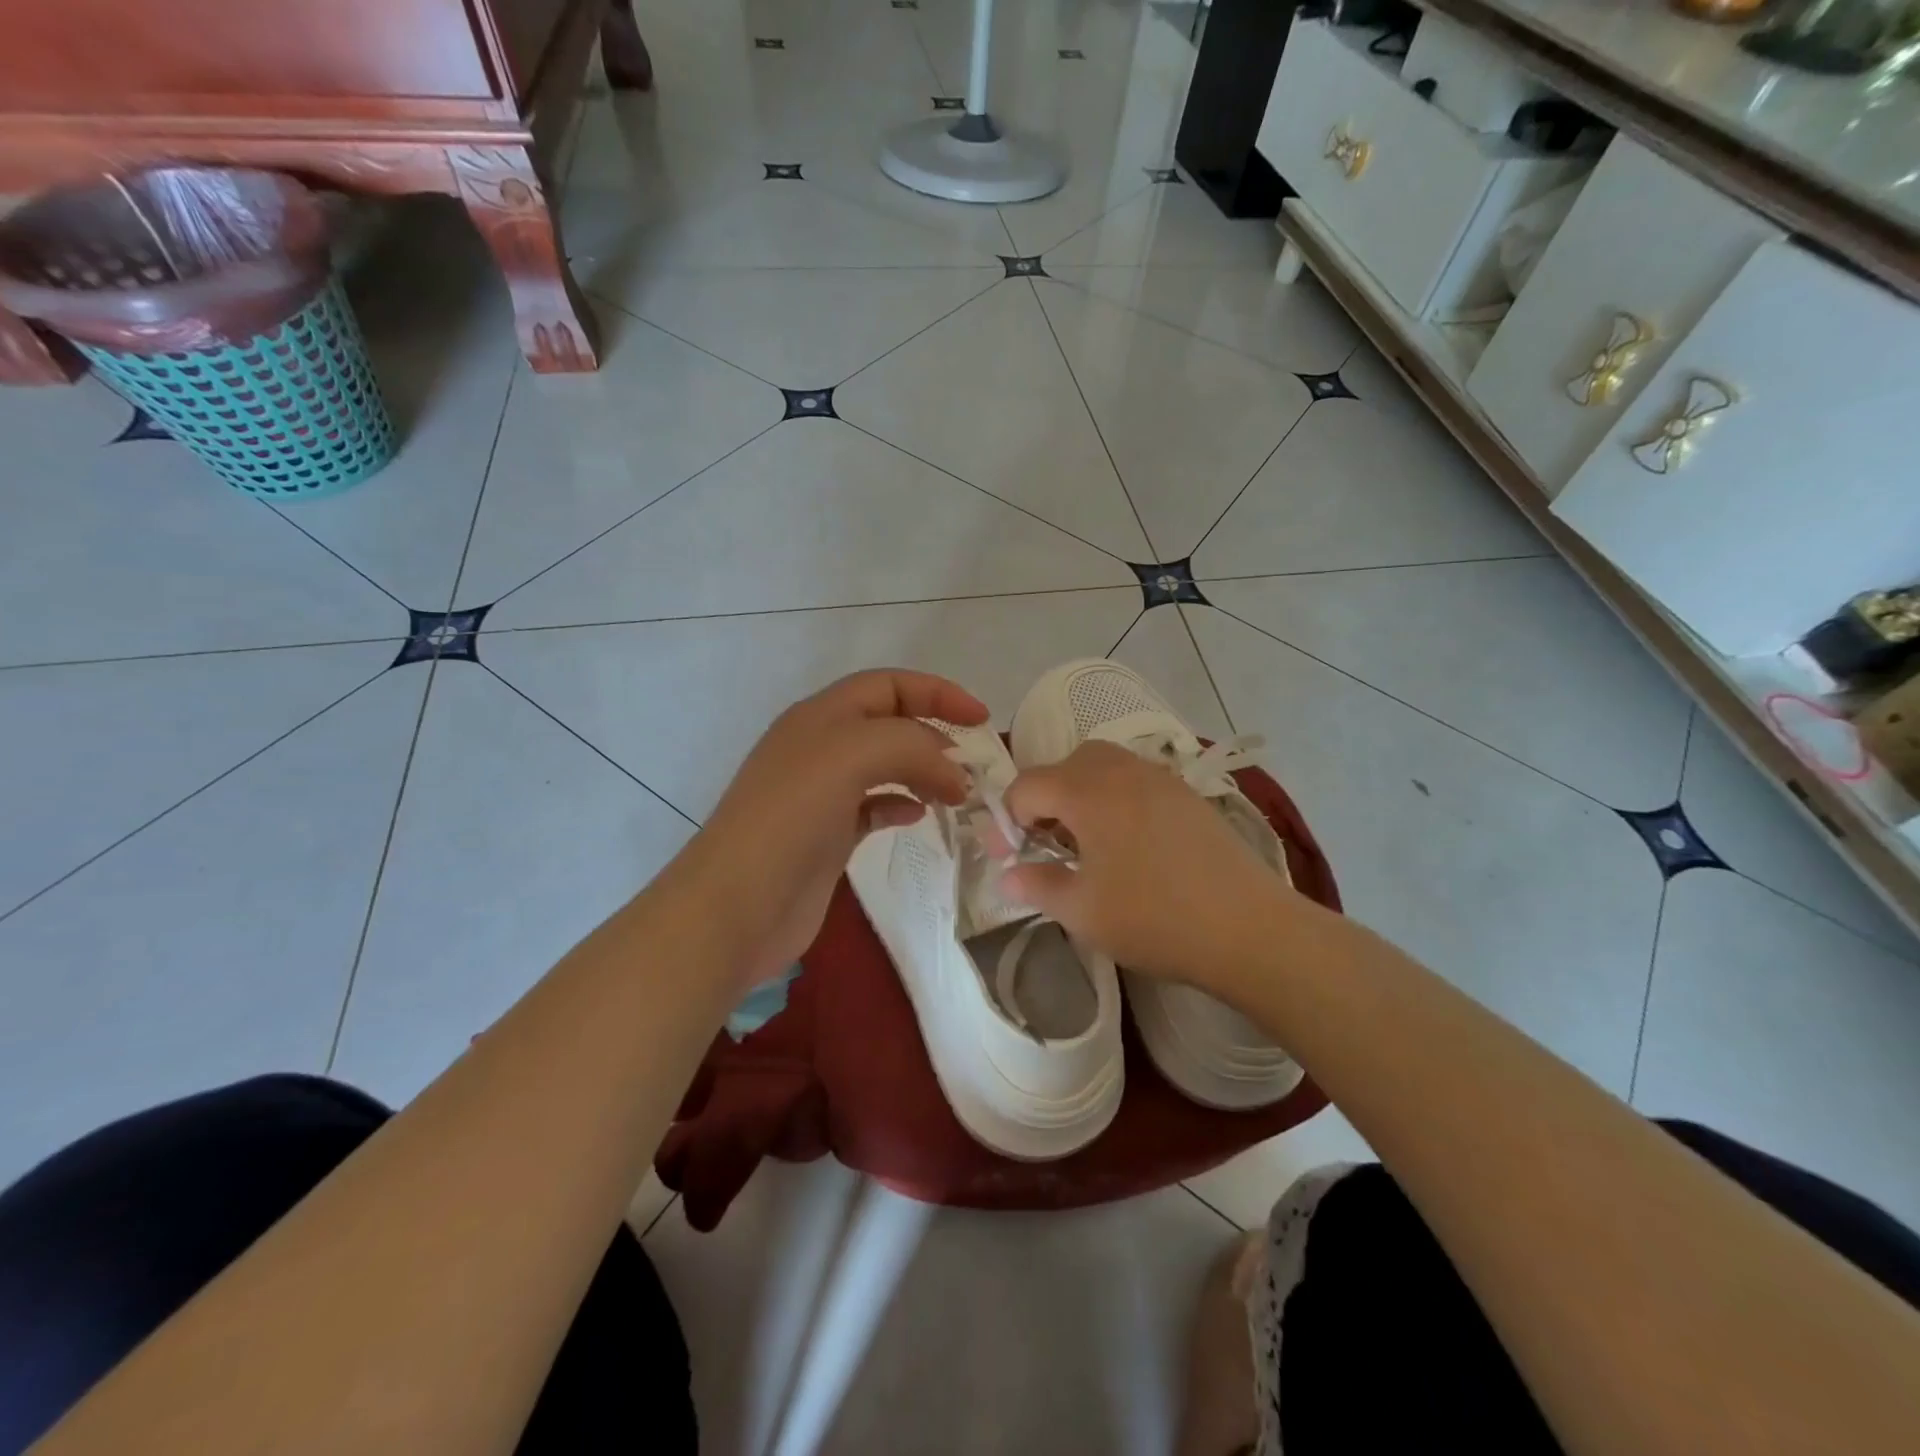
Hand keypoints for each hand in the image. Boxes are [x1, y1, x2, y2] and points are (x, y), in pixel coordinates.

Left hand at [681, 669, 987, 991]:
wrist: (736, 906)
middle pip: (890, 724)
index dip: (937, 693)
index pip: (889, 685)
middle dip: (935, 736)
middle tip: (974, 766)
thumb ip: (911, 747)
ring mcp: (822, 793)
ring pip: (885, 766)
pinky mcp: (827, 835)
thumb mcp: (851, 756)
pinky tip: (918, 816)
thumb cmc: (791, 818)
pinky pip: (874, 806)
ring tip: (956, 795)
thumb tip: (953, 775)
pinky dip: (901, 804)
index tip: (981, 720)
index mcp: (821, 716)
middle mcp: (821, 747)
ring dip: (923, 771)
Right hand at [1000, 742, 1293, 993]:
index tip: (1009, 857)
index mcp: (1088, 792)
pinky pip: (1136, 780)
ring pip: (1105, 766)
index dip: (1009, 819)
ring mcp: (1161, 779)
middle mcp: (1123, 771)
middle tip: (1048, 842)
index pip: (1028, 785)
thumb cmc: (1154, 918)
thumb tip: (1008, 876)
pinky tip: (1129, 843)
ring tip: (1087, 841)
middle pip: (1067, 764)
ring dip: (1082, 793)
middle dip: (1046, 797)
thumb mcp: (1082, 911)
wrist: (1249, 929)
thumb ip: (1037, 885)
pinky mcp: (1188, 796)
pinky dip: (1116, 798)